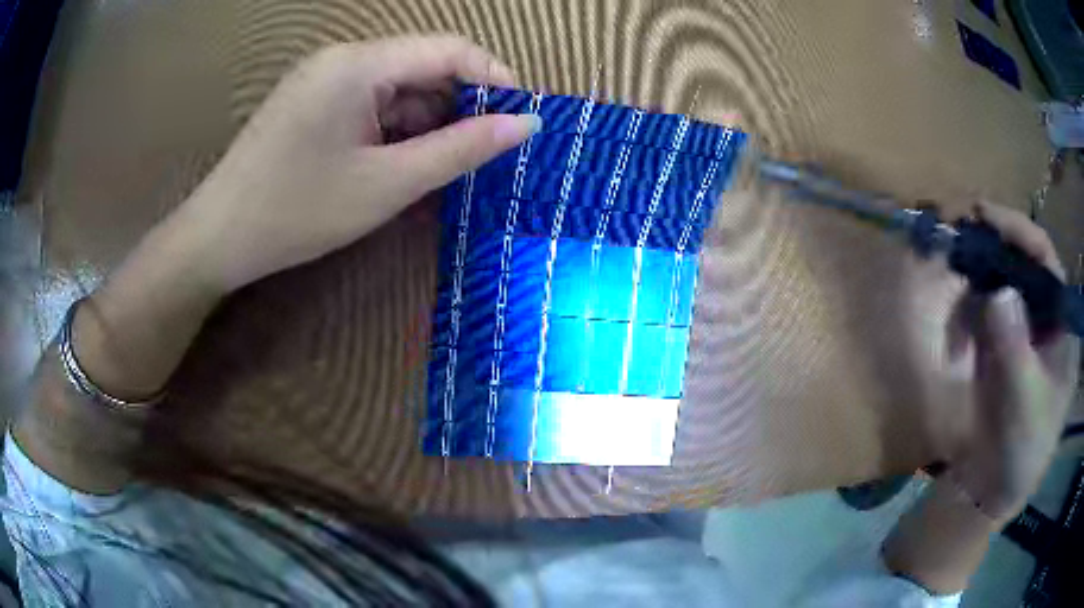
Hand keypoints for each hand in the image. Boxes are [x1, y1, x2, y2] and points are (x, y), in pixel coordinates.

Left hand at [174, 35, 538, 291]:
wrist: (219, 237)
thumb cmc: (298, 211)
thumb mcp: (388, 183)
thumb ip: (461, 149)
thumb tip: (526, 124)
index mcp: (360, 64)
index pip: (449, 49)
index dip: (494, 79)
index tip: (520, 121)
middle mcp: (343, 58)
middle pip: (423, 66)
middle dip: (459, 106)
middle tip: (481, 155)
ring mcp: (325, 79)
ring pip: (398, 88)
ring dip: (426, 123)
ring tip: (439, 168)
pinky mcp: (314, 102)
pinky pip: (371, 103)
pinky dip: (395, 130)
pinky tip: (399, 164)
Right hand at [947, 203, 1079, 519]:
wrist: (992, 487)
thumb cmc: (1021, 452)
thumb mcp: (1025, 408)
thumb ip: (1016, 354)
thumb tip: (999, 294)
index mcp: (1060, 323)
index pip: (1045, 261)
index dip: (1018, 233)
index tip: (983, 215)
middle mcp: (1041, 312)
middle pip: (1018, 259)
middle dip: (988, 243)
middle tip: (956, 230)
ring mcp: (1017, 324)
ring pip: (995, 277)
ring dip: (971, 276)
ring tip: (950, 288)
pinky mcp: (994, 339)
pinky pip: (977, 306)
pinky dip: (962, 309)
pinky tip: (953, 336)